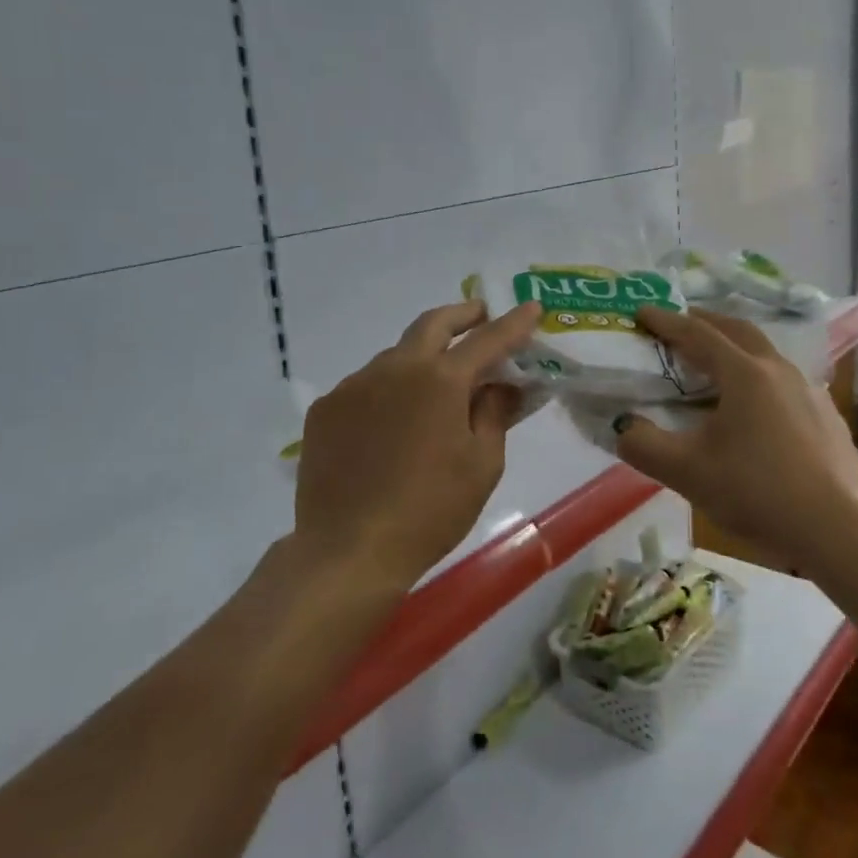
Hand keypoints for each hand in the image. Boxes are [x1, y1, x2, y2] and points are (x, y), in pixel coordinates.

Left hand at [295, 299, 541, 589]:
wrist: (348, 551)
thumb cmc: (431, 511)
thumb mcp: (482, 464)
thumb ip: (494, 413)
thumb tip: (501, 384)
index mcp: (440, 379)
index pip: (487, 339)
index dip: (514, 323)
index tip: (532, 307)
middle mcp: (394, 367)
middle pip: (432, 324)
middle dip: (462, 314)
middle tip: (480, 315)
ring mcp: (353, 385)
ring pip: (395, 356)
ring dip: (422, 357)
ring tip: (435, 384)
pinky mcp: (326, 409)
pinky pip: (365, 386)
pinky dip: (388, 390)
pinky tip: (392, 422)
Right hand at [613, 307, 857, 572]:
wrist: (838, 530)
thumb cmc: (758, 493)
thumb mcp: (686, 472)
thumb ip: (643, 445)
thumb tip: (622, 426)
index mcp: (745, 374)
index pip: (697, 334)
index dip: (666, 322)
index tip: (641, 312)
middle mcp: (779, 370)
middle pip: (737, 330)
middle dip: (704, 322)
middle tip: (678, 325)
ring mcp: (808, 390)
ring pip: (764, 353)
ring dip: (734, 347)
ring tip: (714, 362)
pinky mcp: (826, 415)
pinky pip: (783, 380)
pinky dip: (758, 375)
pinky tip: (754, 405)